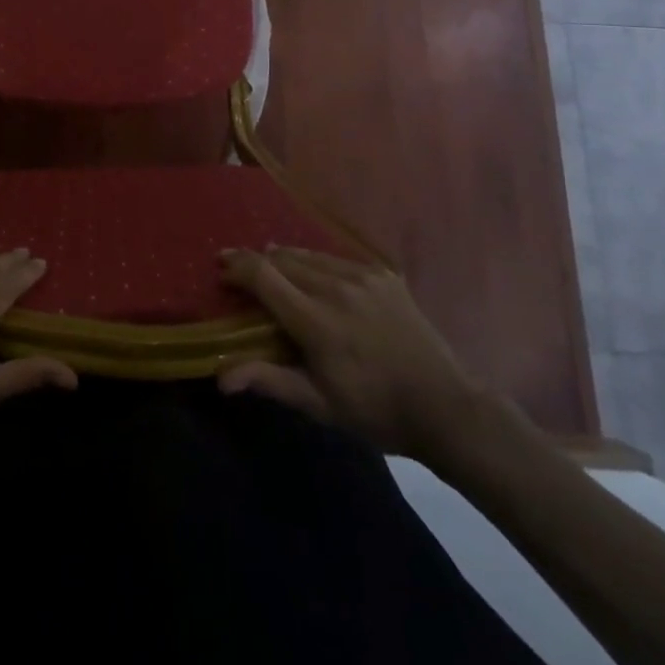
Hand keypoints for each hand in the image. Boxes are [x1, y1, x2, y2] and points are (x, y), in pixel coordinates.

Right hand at [217, 245, 484, 461]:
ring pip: (308, 254)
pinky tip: (314, 274)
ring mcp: (362, 276)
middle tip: (240, 270)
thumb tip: (220, 378)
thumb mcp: (319, 404)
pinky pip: (336, 258)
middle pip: (281, 259)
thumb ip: (269, 381)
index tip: (220, 268)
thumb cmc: (375, 411)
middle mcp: (335, 287)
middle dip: (256, 262)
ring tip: (271, 266)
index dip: (236, 266)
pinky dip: (316, 262)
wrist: (444, 407)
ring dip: (284, 259)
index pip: (263, 275)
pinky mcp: (382, 273)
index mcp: (316, 320)